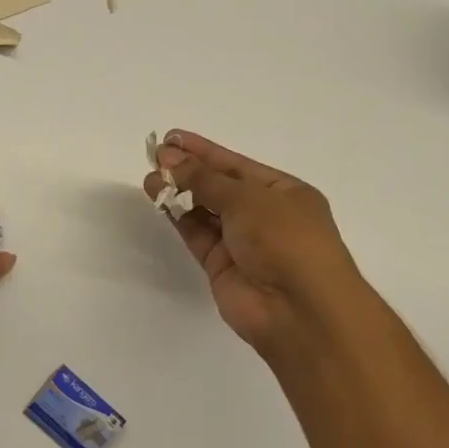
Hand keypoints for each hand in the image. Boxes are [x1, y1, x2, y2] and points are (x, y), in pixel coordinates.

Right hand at [142, 131, 369, 364]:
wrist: (298, 309)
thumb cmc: (285, 239)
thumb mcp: (247, 197)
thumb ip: (204, 178)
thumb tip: (170, 158)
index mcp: (285, 192)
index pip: (237, 165)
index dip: (204, 150)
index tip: (172, 138)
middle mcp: (265, 215)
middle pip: (220, 187)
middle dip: (189, 170)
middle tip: (154, 155)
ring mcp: (243, 243)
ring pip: (205, 211)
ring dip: (179, 193)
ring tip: (150, 177)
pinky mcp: (222, 266)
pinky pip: (197, 234)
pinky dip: (179, 218)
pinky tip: (159, 201)